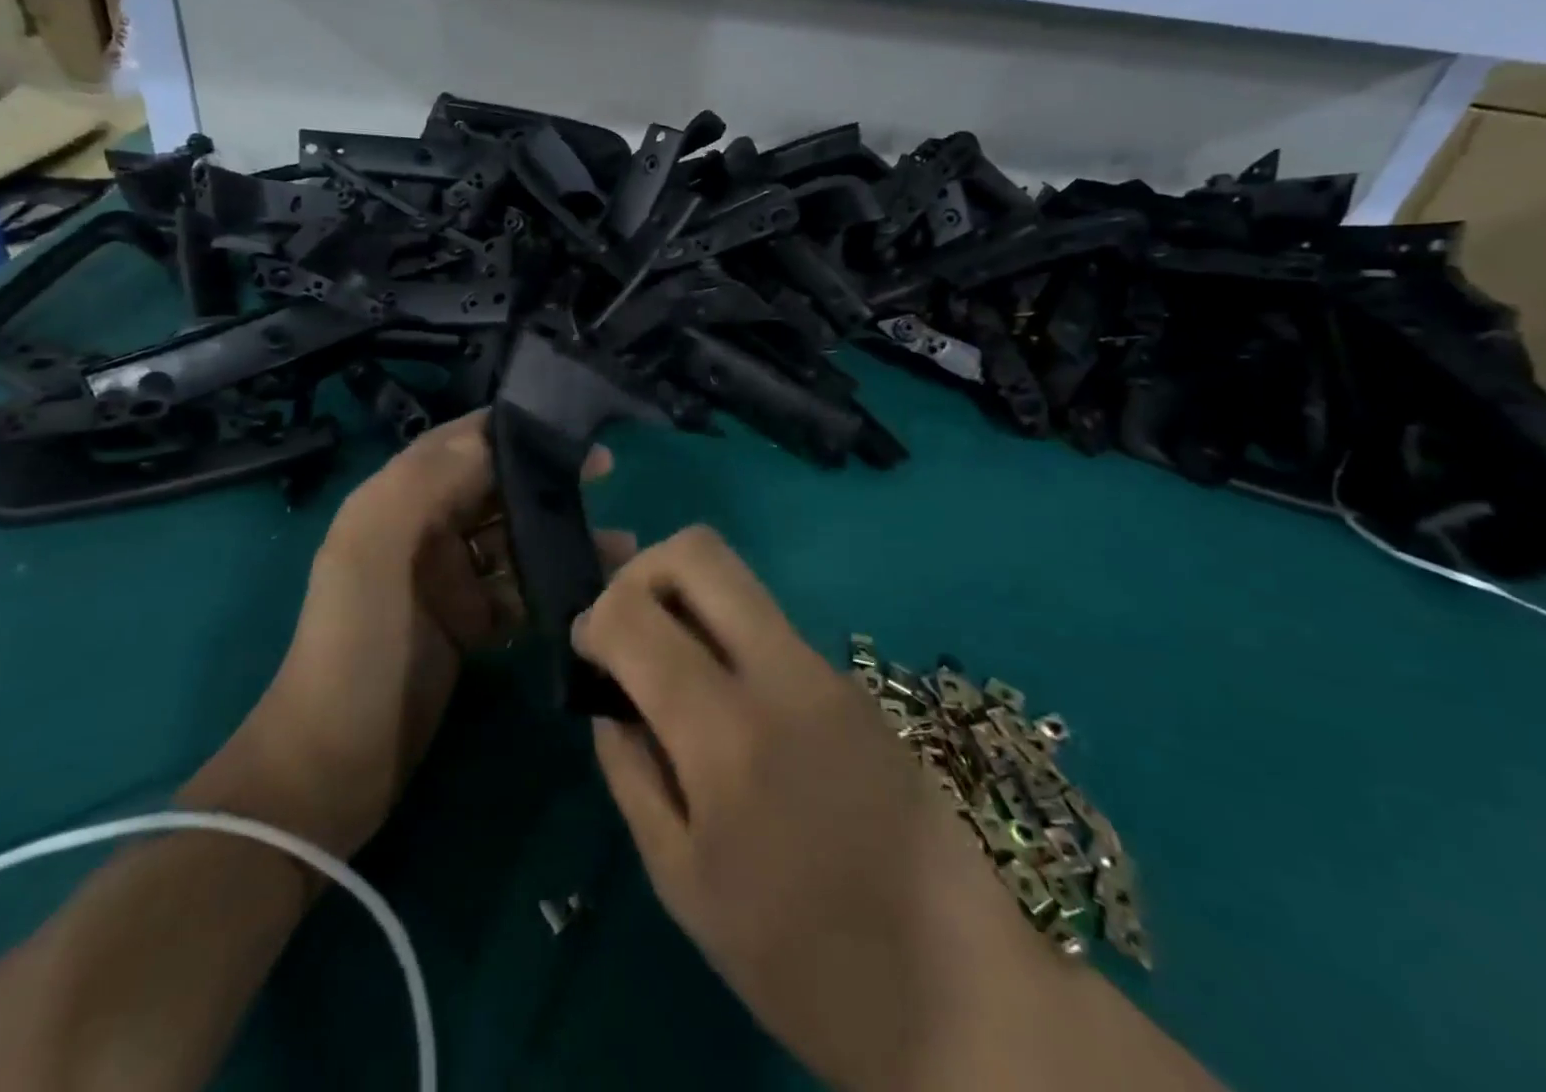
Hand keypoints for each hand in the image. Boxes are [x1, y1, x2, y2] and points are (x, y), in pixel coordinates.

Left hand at [191, 412, 628, 861]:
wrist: (334, 766)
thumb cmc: (357, 648)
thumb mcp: (374, 555)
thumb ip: (424, 485)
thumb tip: (490, 437)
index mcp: (394, 502)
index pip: (458, 443)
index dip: (511, 428)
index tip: (568, 426)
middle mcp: (422, 531)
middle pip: (493, 486)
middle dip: (546, 478)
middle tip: (605, 471)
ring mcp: (446, 579)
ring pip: (514, 538)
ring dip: (561, 535)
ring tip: (621, 545)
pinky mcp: (468, 621)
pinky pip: (519, 588)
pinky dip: (553, 584)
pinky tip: (594, 588)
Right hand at [572, 527, 1061, 1091]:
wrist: (959, 992)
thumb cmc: (802, 962)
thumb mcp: (682, 881)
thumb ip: (631, 771)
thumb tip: (611, 699)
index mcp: (728, 735)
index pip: (637, 615)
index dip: (595, 615)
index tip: (587, 648)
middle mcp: (783, 674)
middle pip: (699, 552)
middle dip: (642, 570)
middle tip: (626, 625)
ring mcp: (828, 669)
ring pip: (738, 582)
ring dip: (687, 602)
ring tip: (669, 666)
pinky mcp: (855, 681)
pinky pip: (770, 627)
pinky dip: (727, 638)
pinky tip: (727, 706)